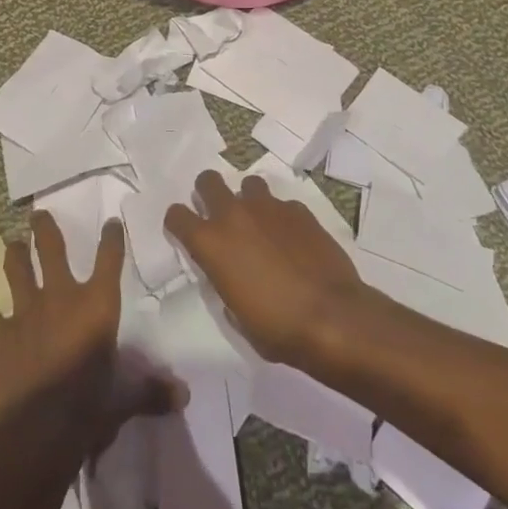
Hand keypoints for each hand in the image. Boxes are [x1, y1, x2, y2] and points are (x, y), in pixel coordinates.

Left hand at [0, 211, 182, 461]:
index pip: (109, 261)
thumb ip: (150, 393)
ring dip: (15, 256)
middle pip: (51, 249)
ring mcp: (26, 314)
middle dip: (45, 228)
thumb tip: (183, 396)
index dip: (111, 239)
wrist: (34, 434)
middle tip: (38, 214)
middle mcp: (61, 298)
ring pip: (16, 270)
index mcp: (97, 306)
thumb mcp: (123, 402)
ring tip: (14, 245)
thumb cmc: (87, 411)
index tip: (111, 223)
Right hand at [165, 171, 367, 366]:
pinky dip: (280, 216)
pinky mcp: (298, 209)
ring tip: (259, 223)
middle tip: (219, 215)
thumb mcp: (235, 314)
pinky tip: (291, 238)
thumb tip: (228, 272)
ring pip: (248, 183)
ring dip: (247, 199)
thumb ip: (223, 282)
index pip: (176, 215)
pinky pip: (281, 203)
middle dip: (208, 193)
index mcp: (210, 243)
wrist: (331, 317)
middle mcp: (234, 215)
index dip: (178, 222)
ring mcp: (268, 207)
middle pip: (207, 181)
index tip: (186, 233)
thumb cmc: (276, 328)